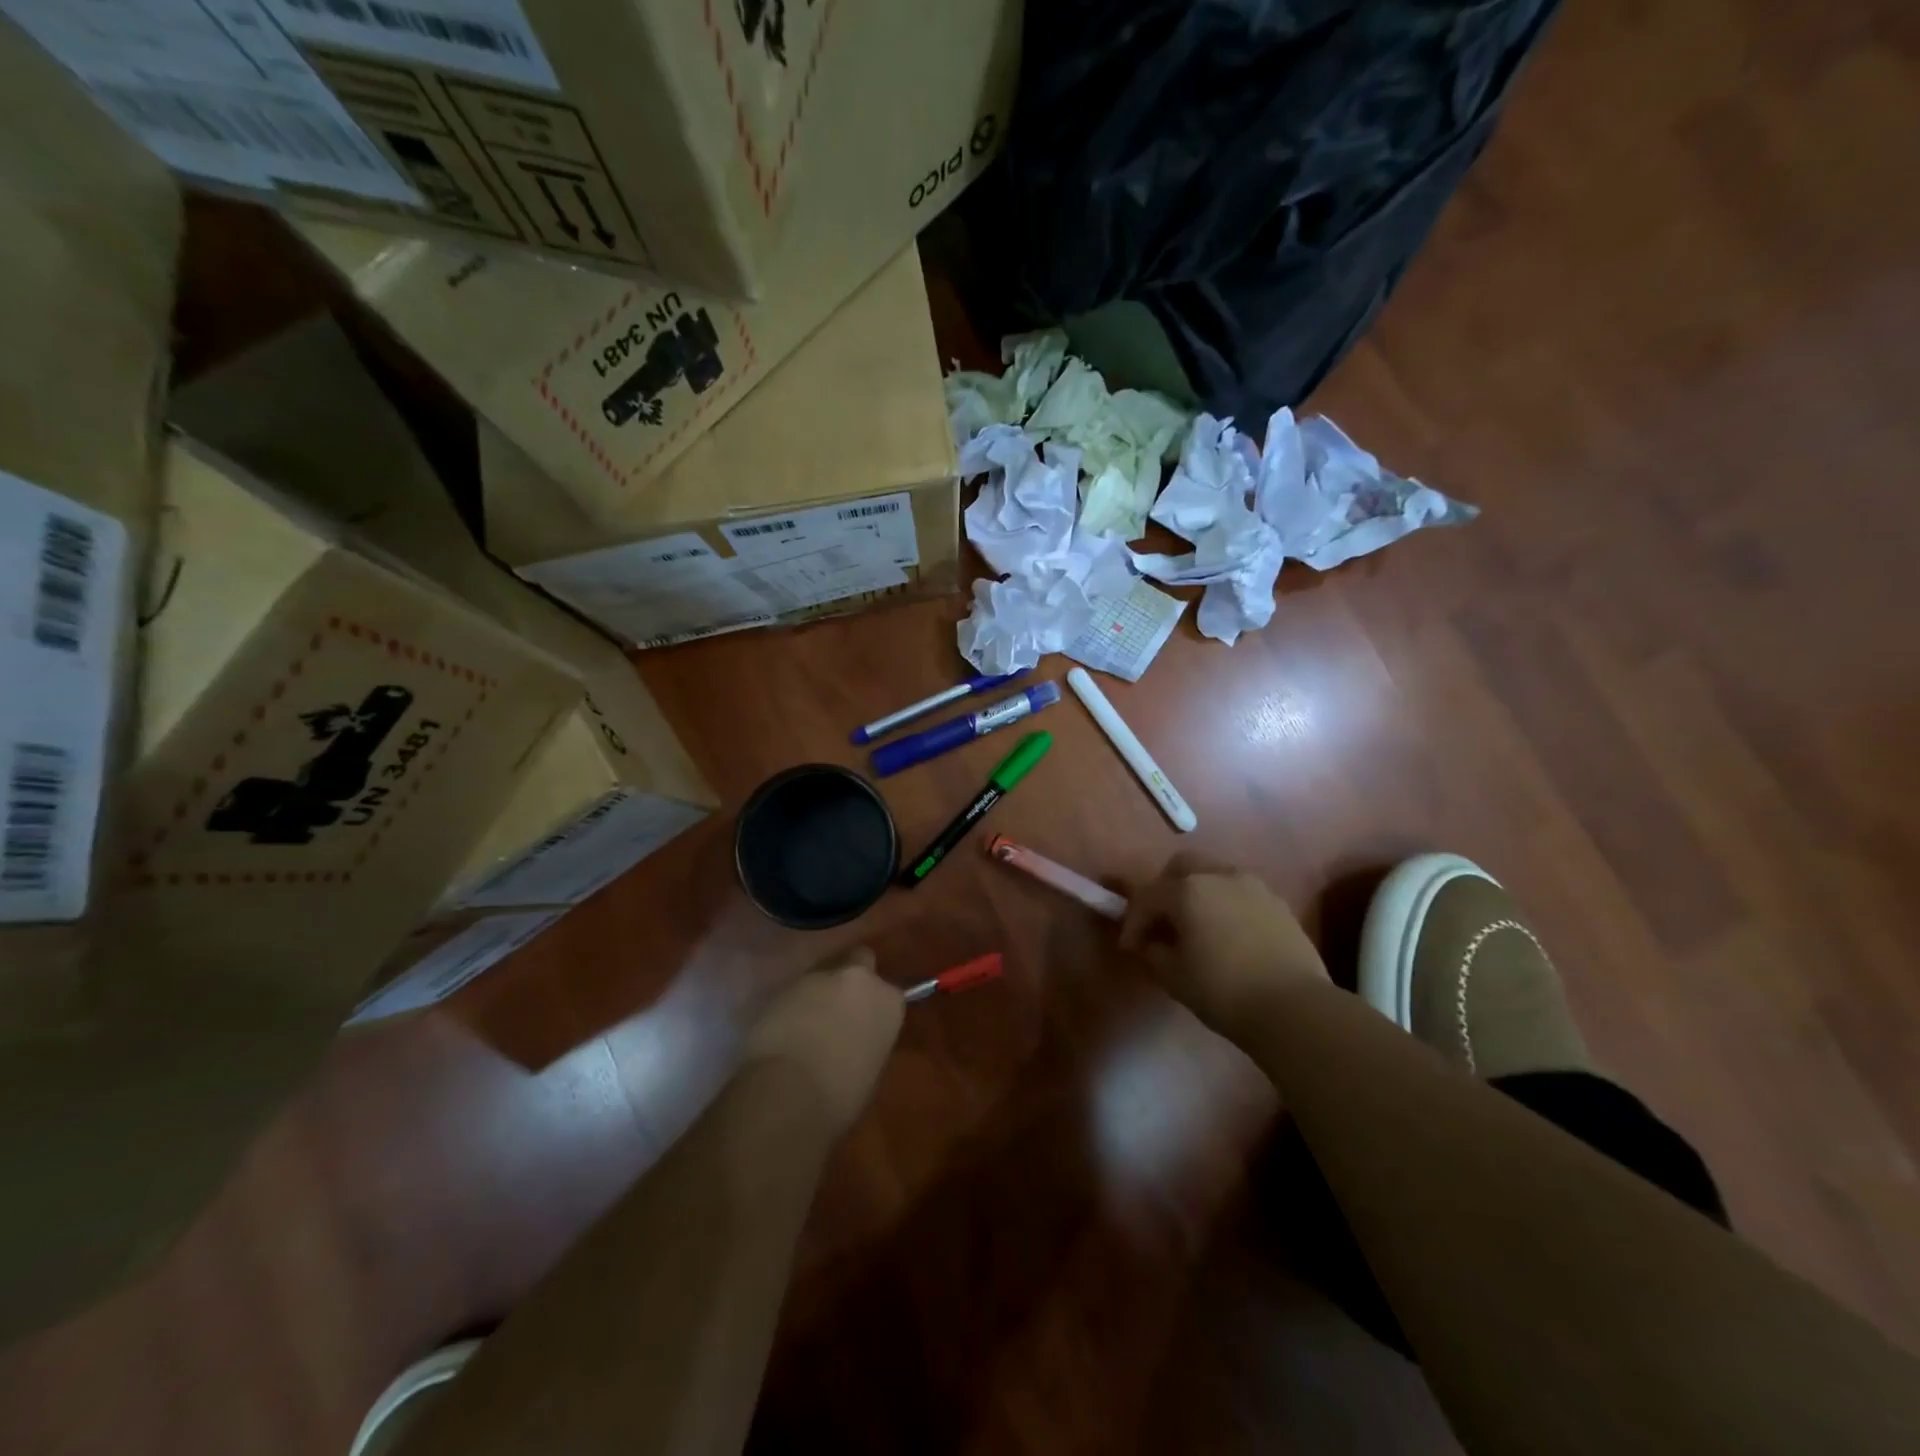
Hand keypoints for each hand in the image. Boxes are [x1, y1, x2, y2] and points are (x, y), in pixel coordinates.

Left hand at [743, 947, 903, 1132]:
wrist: (788, 1092)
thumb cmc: (841, 1094)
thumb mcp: (870, 1068)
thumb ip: (867, 1039)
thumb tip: (855, 1040)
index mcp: (887, 1000)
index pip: (889, 992)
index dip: (875, 1006)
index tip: (866, 1024)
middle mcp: (857, 978)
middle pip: (859, 962)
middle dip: (850, 980)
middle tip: (840, 1011)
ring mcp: (818, 978)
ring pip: (823, 976)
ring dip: (818, 994)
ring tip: (807, 1026)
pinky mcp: (783, 986)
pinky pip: (795, 992)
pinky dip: (792, 1006)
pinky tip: (784, 1032)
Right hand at [1121, 853, 1328, 1040]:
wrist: (1295, 1008)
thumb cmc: (1223, 990)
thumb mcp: (1173, 976)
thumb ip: (1154, 951)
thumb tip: (1152, 942)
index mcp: (1187, 890)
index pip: (1148, 897)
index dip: (1134, 922)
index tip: (1131, 948)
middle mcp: (1219, 876)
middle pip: (1182, 867)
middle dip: (1166, 889)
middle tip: (1163, 922)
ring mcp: (1253, 886)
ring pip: (1215, 876)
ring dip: (1199, 894)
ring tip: (1198, 927)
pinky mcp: (1278, 903)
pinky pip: (1241, 894)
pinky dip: (1226, 906)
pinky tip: (1228, 936)